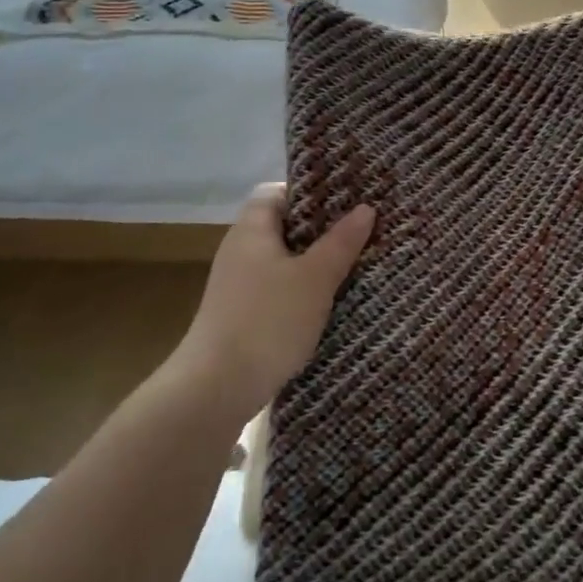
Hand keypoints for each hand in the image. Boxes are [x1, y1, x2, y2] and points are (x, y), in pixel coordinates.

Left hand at [182, 183, 374, 419]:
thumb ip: (341, 242)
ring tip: (354, 266)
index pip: (277, 192)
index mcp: (251, 230)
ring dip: (315, 263)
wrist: (216, 388)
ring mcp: (238, 285)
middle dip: (322, 230)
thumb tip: (366, 208)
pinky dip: (302, 291)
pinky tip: (329, 303)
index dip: (310, 193)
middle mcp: (240, 251)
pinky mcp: (242, 315)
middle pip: (284, 227)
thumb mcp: (315, 278)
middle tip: (361, 232)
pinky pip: (278, 289)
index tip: (347, 201)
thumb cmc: (268, 321)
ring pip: (284, 261)